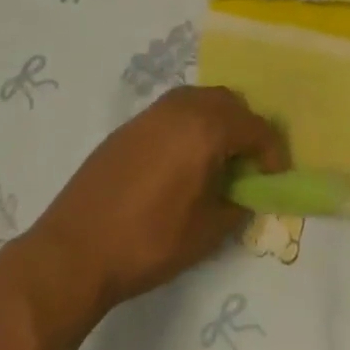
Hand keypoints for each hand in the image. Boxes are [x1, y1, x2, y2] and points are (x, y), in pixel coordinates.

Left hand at [30, 86, 287, 317]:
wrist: (74, 248)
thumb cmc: (148, 241)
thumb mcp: (207, 232)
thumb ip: (237, 205)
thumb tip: (247, 193)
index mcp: (206, 127)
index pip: (255, 127)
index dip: (272, 152)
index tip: (275, 178)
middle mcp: (182, 107)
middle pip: (229, 103)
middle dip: (246, 129)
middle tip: (249, 165)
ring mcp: (153, 112)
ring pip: (200, 101)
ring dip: (218, 122)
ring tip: (218, 161)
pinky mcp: (130, 124)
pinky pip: (175, 111)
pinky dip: (191, 125)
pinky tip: (184, 162)